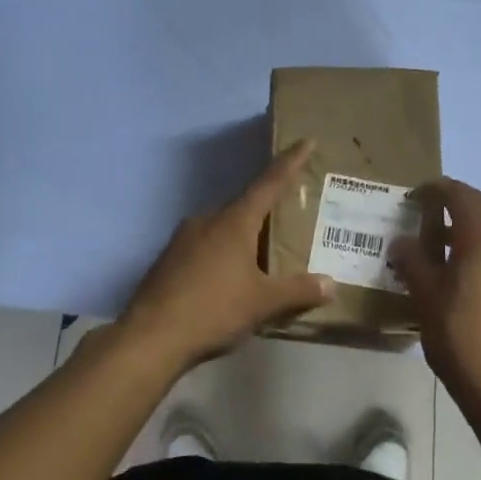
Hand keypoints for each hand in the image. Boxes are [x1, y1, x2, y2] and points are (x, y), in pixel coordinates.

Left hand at [116, 140, 335, 370]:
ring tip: (261, 256)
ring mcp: (182, 239)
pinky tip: (228, 279)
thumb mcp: (263, 303)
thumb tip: (331, 284)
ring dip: (242, 236)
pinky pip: (204, 247)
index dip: (290, 162)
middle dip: (266, 210)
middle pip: (244, 207)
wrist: (149, 338)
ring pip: (222, 229)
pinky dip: (222, 254)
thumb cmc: (213, 310)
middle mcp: (207, 220)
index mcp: (234, 221)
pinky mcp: (167, 260)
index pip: (269, 183)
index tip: (305, 141)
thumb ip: (298, 291)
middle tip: (288, 216)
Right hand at [388, 178, 480, 409]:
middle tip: (427, 216)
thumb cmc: (459, 333)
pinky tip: (468, 270)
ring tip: (444, 245)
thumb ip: (412, 259)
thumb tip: (402, 242)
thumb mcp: (424, 294)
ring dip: (471, 227)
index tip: (414, 197)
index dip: (435, 191)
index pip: (459, 194)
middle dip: (455, 204)